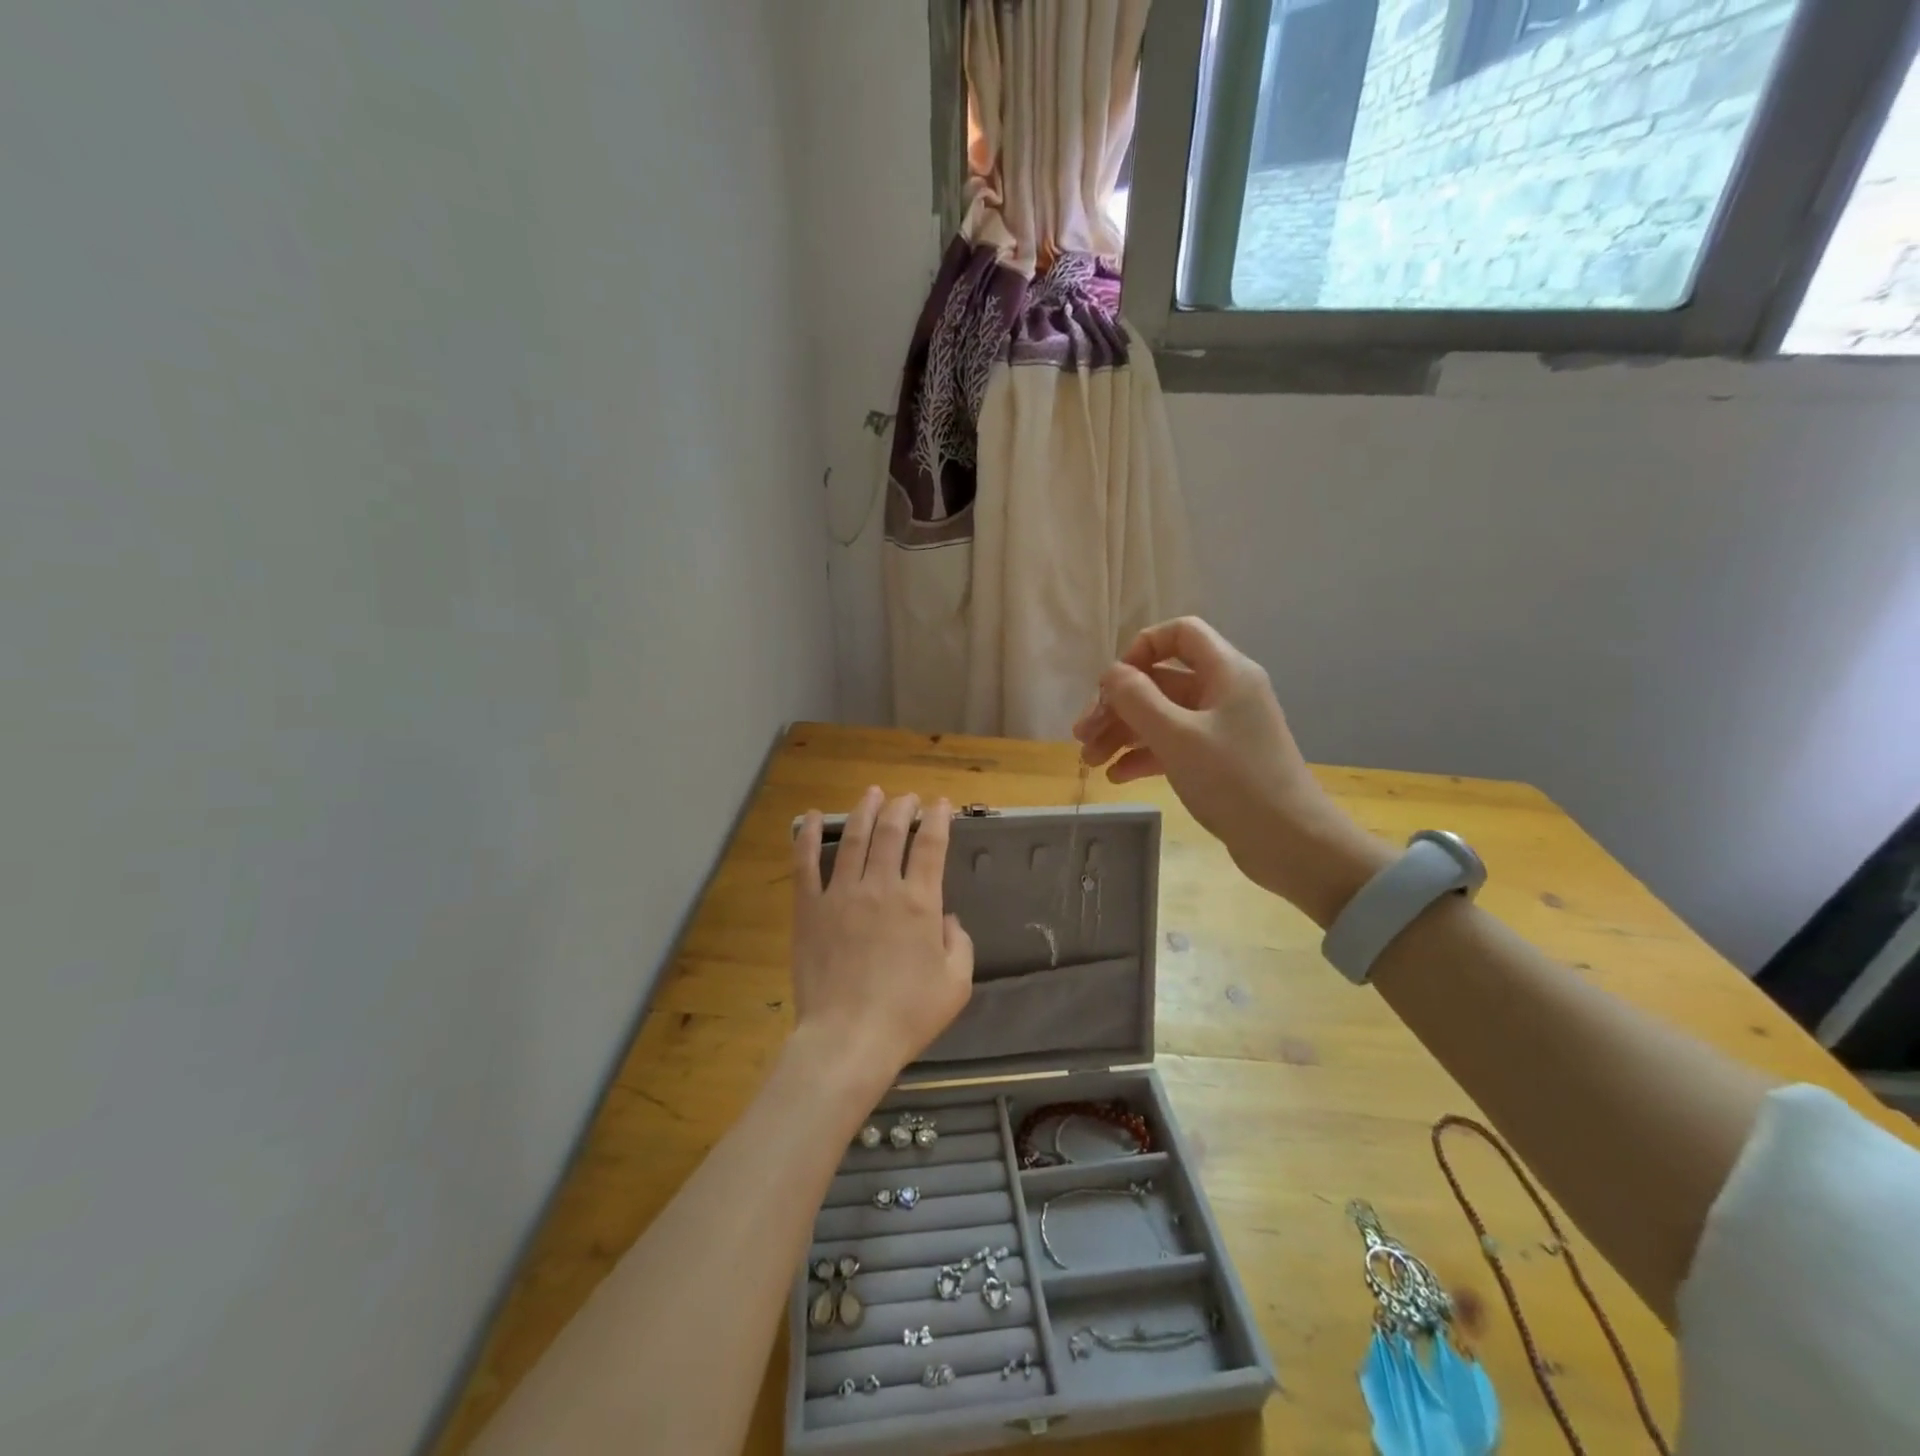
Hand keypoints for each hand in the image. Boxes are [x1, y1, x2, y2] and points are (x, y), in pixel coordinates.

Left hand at [790, 789, 974, 1085]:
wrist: (848, 1038)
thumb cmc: (908, 1014)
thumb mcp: (956, 983)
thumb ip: (960, 943)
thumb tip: (947, 919)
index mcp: (920, 902)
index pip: (930, 845)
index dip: (937, 819)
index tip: (940, 804)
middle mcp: (881, 887)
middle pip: (891, 832)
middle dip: (902, 807)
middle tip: (908, 798)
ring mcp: (841, 894)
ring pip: (852, 838)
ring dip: (864, 811)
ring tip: (872, 793)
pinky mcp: (809, 909)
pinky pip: (805, 865)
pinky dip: (805, 836)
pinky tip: (809, 816)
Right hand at [1072, 617, 1390, 924]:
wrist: (1291, 843)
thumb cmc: (1234, 781)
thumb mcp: (1177, 736)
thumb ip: (1137, 699)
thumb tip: (1111, 674)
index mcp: (1225, 672)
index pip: (1180, 633)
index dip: (1142, 648)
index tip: (1113, 683)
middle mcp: (1224, 692)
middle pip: (1161, 681)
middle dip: (1118, 704)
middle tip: (1083, 734)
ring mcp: (1221, 728)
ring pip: (1161, 716)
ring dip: (1123, 733)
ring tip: (1090, 761)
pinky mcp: (1218, 760)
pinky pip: (1172, 745)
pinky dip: (1143, 756)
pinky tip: (1117, 777)